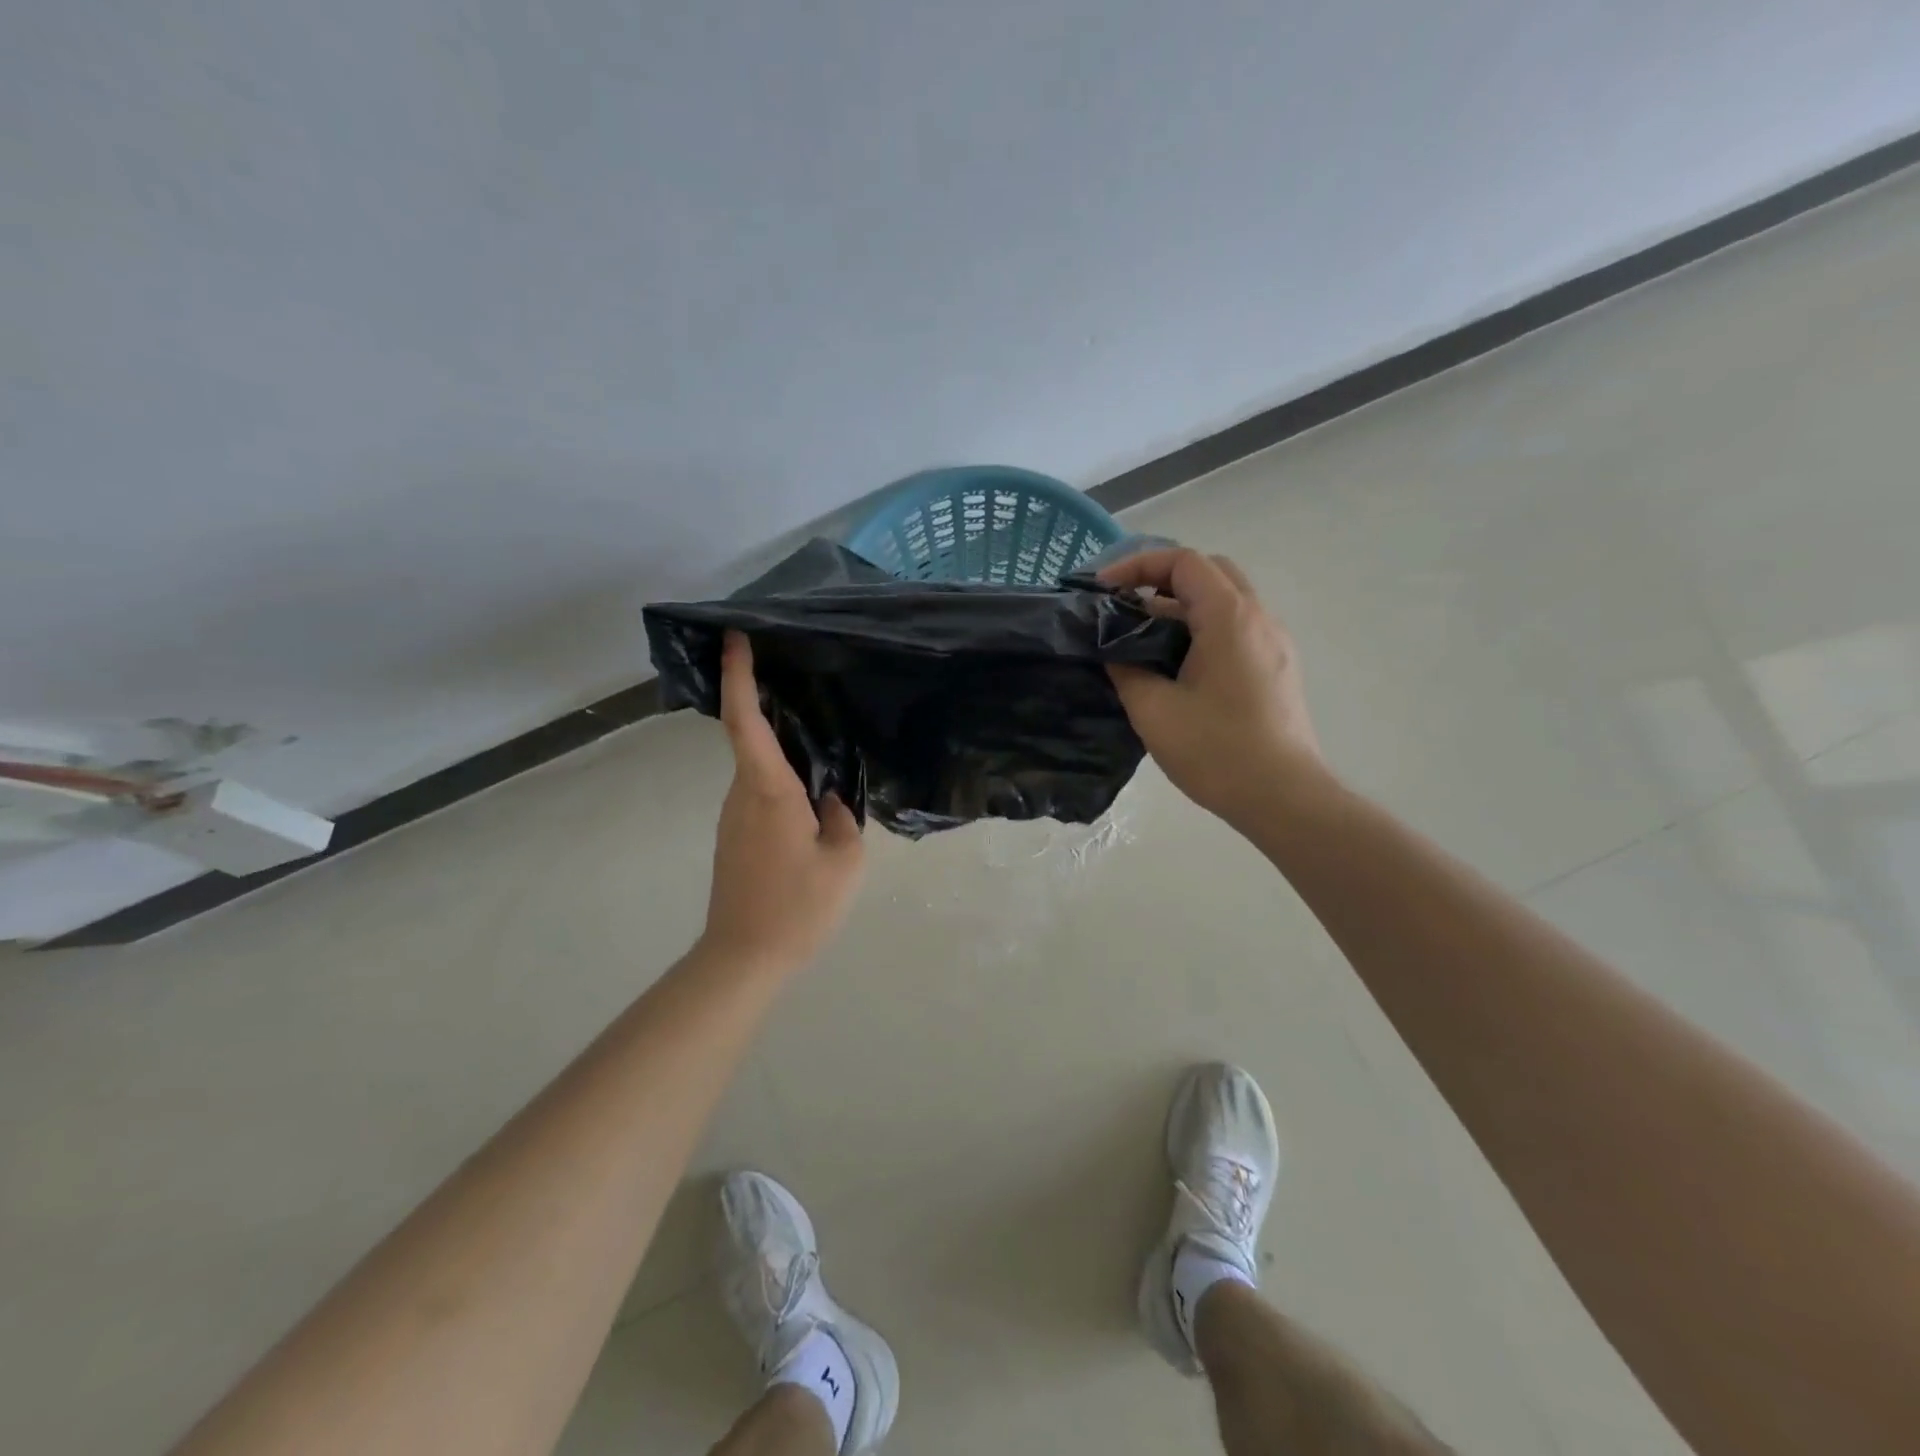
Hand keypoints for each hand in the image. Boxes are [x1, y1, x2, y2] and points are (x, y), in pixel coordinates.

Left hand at [699, 631, 864, 973]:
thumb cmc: (797, 907)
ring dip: (781, 749)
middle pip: (752, 738)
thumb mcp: (844, 861)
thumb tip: (828, 799)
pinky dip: (780, 779)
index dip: (739, 675)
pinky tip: (810, 796)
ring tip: (821, 741)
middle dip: (768, 704)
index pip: (746, 720)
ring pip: (758, 769)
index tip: (735, 637)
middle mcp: (742, 795)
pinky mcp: (734, 837)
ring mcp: (733, 817)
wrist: (743, 959)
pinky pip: (759, 793)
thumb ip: (842, 818)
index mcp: (768, 791)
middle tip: (802, 680)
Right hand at [1099, 548, 1327, 829]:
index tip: (1103, 589)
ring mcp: (1274, 643)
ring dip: (1182, 606)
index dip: (1137, 565)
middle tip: (1125, 605)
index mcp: (1229, 617)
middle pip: (1209, 572)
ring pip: (1226, 601)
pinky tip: (1177, 665)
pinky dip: (1202, 629)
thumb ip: (1125, 669)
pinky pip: (1237, 629)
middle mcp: (1259, 618)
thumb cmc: (1215, 750)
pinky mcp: (1278, 668)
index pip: (1183, 562)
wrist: (1283, 796)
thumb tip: (1114, 651)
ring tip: (1143, 637)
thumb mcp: (1153, 710)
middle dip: (1162, 579)